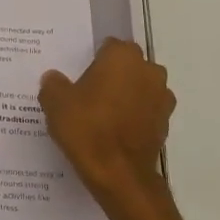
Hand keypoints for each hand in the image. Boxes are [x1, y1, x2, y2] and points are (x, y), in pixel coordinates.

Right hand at [39, 38, 174, 199]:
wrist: (118, 173)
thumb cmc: (86, 128)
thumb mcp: (55, 102)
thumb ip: (53, 84)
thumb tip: (54, 78)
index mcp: (122, 57)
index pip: (109, 46)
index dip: (93, 59)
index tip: (79, 75)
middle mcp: (149, 70)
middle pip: (128, 65)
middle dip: (113, 75)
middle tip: (88, 93)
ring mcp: (162, 97)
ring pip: (140, 87)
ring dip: (126, 95)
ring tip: (102, 114)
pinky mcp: (166, 122)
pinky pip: (146, 110)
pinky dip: (135, 116)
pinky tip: (115, 131)